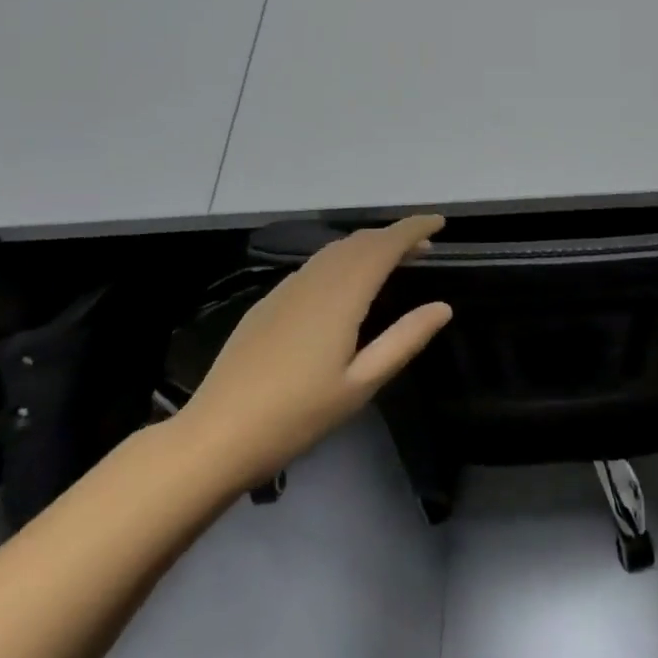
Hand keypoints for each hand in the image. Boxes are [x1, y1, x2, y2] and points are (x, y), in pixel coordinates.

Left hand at [170, 214, 452, 496]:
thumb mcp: (361, 384)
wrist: (216, 436)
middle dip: (394, 236)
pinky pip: (315, 265)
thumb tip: (442, 307)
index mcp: (341, 295)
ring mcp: (286, 289)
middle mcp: (314, 280)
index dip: (413, 228)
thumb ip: (404, 340)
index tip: (440, 222)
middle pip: (360, 242)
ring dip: (368, 246)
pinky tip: (346, 283)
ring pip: (335, 250)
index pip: (385, 245)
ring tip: (392, 260)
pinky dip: (342, 259)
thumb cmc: (296, 415)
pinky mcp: (268, 303)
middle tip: (424, 247)